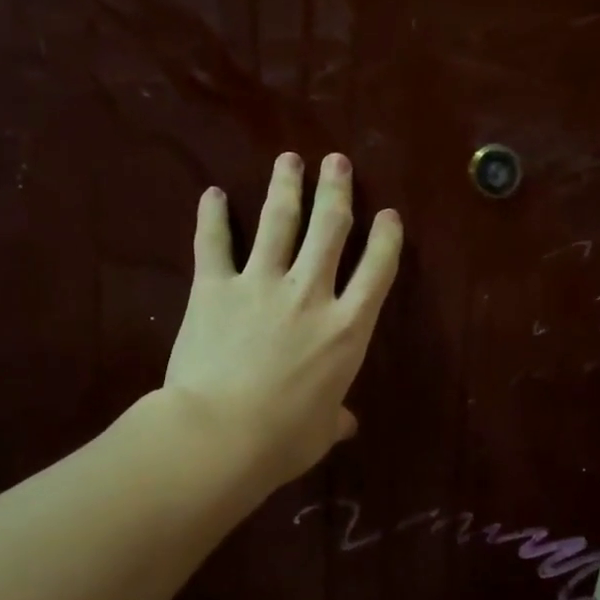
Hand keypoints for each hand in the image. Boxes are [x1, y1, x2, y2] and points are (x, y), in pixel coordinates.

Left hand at [164, 152, 402, 490]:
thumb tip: (346, 425)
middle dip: (336, 191)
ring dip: (286, 186)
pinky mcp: (215, 287)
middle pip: (330, 229)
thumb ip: (335, 418)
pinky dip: (211, 216)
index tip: (388, 214)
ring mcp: (261, 284)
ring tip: (289, 160)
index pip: (377, 270)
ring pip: (278, 222)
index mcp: (346, 328)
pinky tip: (211, 194)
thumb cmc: (282, 439)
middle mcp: (310, 294)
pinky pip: (213, 243)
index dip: (386, 237)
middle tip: (336, 161)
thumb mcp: (320, 432)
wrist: (219, 434)